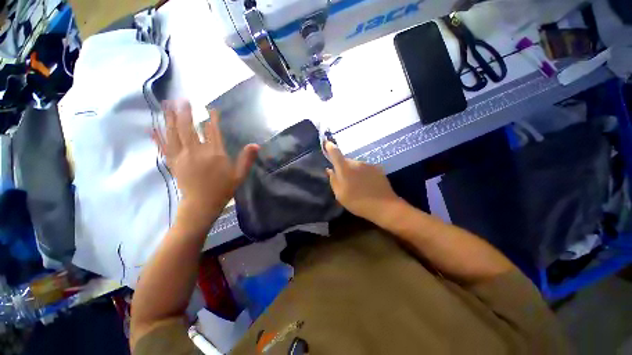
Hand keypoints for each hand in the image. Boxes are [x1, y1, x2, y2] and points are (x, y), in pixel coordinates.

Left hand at [153, 100, 258, 219]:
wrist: (202, 204)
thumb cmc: (223, 189)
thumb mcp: (239, 175)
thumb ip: (247, 159)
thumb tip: (256, 145)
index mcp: (215, 154)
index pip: (213, 131)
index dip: (212, 119)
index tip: (211, 109)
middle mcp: (197, 151)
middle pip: (189, 128)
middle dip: (185, 112)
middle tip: (182, 99)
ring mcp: (182, 156)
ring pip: (174, 133)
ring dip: (169, 118)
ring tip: (166, 105)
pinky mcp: (173, 162)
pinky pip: (164, 146)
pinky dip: (158, 136)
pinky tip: (152, 127)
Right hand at [325, 141, 399, 222]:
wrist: (384, 206)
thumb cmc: (358, 202)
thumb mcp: (340, 195)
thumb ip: (333, 180)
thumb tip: (330, 170)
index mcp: (345, 168)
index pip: (335, 152)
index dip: (330, 147)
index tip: (327, 144)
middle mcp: (356, 162)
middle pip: (346, 160)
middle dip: (342, 167)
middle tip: (343, 180)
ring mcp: (368, 165)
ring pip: (356, 165)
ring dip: (353, 171)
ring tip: (356, 184)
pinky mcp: (377, 168)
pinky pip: (365, 168)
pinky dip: (363, 174)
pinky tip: (366, 185)